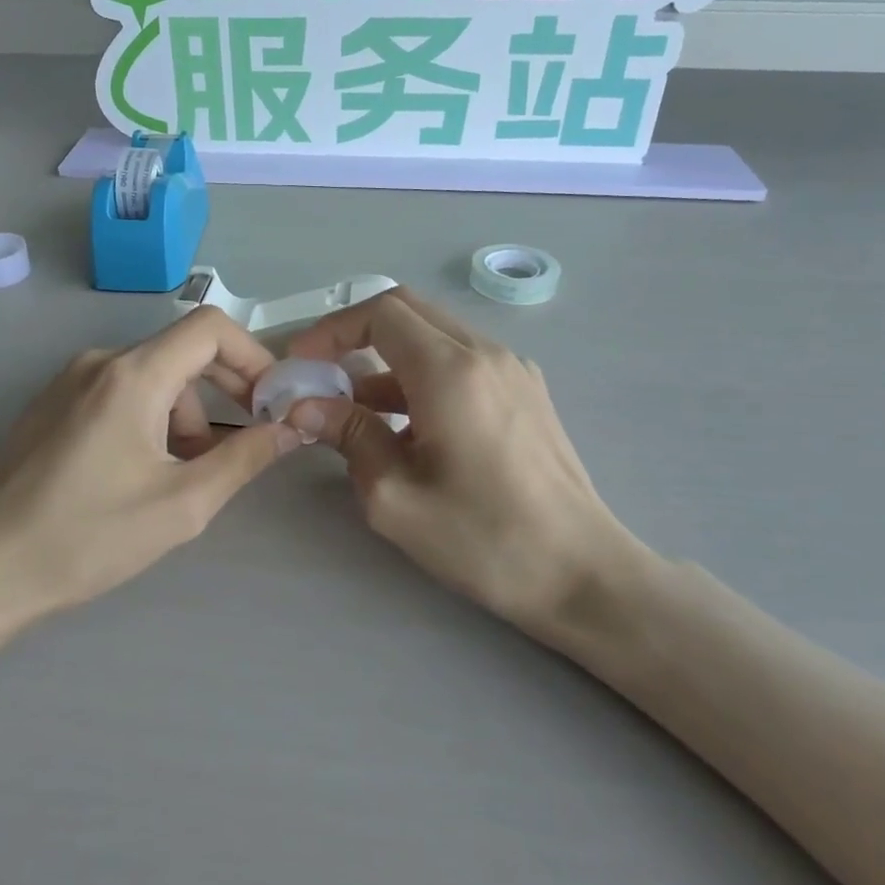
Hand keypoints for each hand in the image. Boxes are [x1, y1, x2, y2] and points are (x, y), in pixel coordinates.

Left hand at [0, 308, 300, 615]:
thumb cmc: (89, 536)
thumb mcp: (183, 503)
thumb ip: (246, 458)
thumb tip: (293, 427)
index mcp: (132, 375)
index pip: (210, 328)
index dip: (253, 356)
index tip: (272, 401)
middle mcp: (99, 362)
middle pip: (182, 350)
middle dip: (225, 388)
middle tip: (249, 436)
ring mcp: (69, 381)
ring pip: (152, 375)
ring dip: (186, 412)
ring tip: (188, 471)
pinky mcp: (52, 405)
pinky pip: (119, 391)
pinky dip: (151, 416)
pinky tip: (145, 469)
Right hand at [285, 289, 661, 638]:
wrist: (582, 573)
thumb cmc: (483, 539)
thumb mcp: (395, 496)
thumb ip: (348, 436)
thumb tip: (304, 407)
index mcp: (451, 370)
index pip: (381, 312)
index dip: (332, 330)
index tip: (302, 364)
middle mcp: (486, 353)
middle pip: (409, 311)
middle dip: (356, 335)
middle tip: (322, 375)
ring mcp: (513, 369)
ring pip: (435, 336)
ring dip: (389, 360)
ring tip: (355, 412)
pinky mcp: (526, 391)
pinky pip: (462, 361)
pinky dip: (422, 375)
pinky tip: (408, 428)